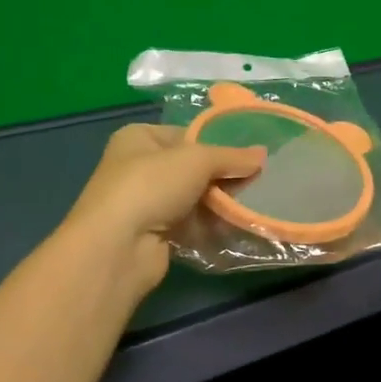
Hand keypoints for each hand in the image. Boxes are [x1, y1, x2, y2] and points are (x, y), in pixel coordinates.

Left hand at [62, 124, 263, 296]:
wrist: (118, 246)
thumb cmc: (151, 185)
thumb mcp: (197, 160)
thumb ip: (231, 157)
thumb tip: (263, 154)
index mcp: (139, 138)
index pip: (187, 135)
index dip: (217, 142)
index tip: (250, 153)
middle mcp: (138, 167)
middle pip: (192, 168)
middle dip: (222, 176)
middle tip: (257, 180)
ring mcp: (145, 203)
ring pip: (193, 198)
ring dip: (219, 203)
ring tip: (253, 203)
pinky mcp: (154, 234)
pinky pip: (191, 225)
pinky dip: (211, 226)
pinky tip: (236, 227)